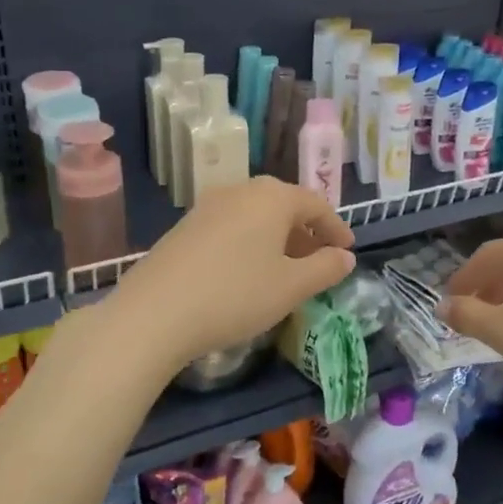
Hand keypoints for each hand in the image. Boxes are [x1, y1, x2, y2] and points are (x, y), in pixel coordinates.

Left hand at [107, 177, 356, 374]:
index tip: (348, 251)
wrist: (155, 313)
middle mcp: (240, 191)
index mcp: (272, 197)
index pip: (316, 204)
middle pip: (284, 205)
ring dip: (277, 239)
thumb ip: (325, 268)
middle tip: (319, 261)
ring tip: (286, 271)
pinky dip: (250, 243)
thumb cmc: (236, 295)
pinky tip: (248, 273)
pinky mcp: (185, 226)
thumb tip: (345, 256)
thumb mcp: (291, 287)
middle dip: (305, 233)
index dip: (336, 228)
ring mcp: (207, 206)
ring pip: (255, 216)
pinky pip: (231, 227)